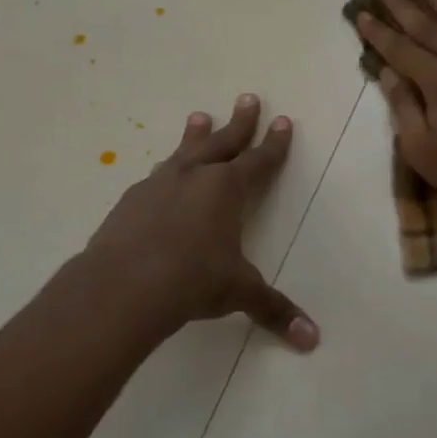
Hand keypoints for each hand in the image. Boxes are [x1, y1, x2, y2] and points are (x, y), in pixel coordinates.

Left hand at [83, 94, 318, 349]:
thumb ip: (273, 310)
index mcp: (227, 190)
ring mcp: (159, 185)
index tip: (283, 121)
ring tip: (199, 116)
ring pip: (184, 152)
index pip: (259, 161)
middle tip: (247, 97)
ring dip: (196, 135)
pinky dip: (166, 170)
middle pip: (223, 142)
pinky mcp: (130, 201)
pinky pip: (155, 176)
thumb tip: (312, 340)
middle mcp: (195, 177)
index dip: (274, 144)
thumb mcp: (239, 293)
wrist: (123, 285)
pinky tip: (162, 174)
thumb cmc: (193, 281)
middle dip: (239, 122)